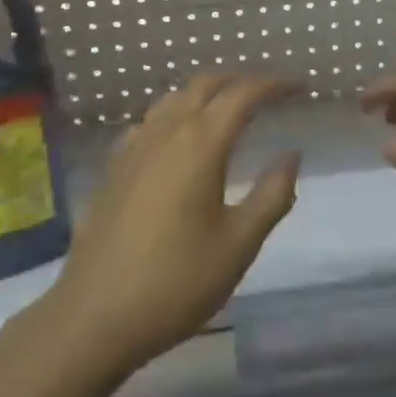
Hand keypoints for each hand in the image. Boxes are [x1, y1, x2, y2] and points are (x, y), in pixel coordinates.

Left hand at [48, 73, 301, 373]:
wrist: (96, 316)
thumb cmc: (177, 281)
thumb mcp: (239, 244)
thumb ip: (272, 194)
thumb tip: (292, 155)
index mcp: (200, 144)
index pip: (243, 95)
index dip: (274, 85)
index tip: (299, 87)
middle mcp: (165, 133)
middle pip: (204, 84)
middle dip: (239, 80)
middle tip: (268, 93)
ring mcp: (133, 148)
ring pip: (173, 98)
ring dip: (205, 93)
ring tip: (228, 109)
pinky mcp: (113, 168)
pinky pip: (149, 122)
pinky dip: (174, 114)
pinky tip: (177, 138)